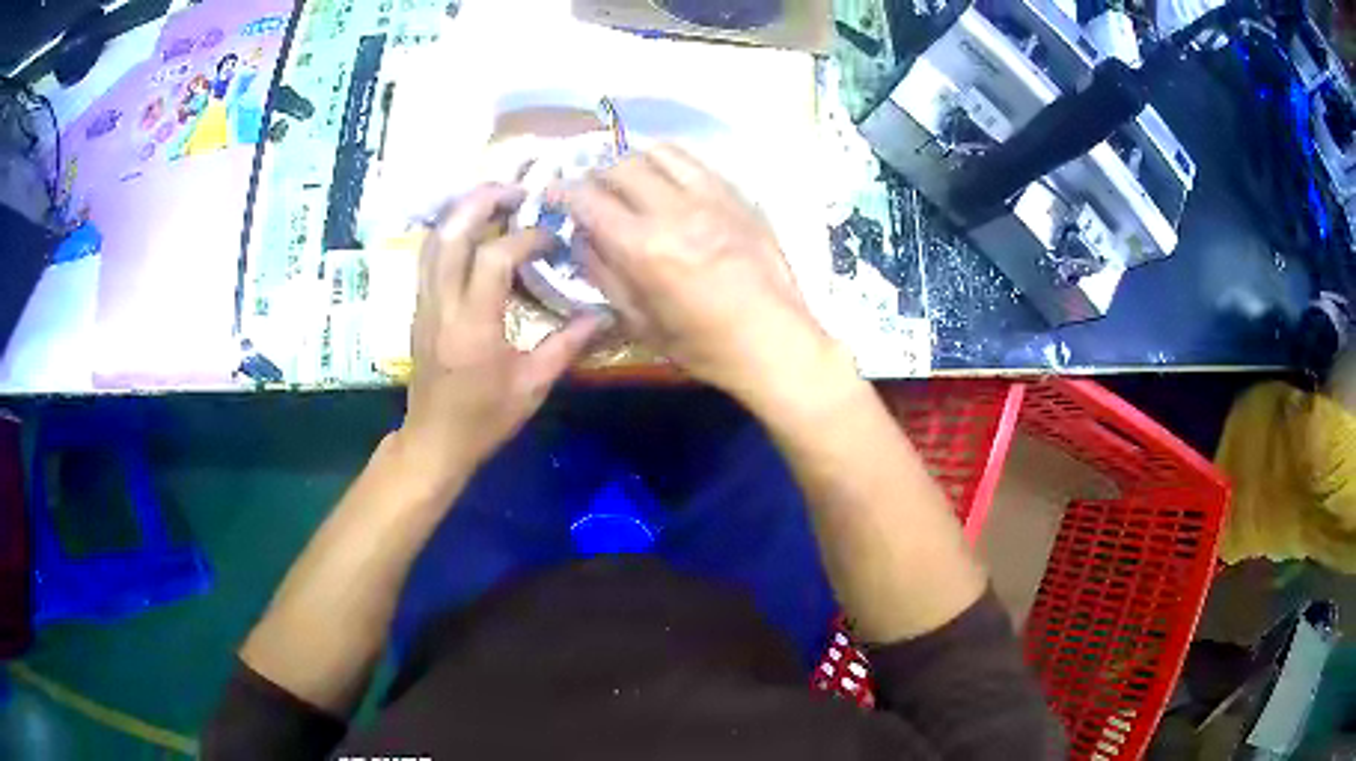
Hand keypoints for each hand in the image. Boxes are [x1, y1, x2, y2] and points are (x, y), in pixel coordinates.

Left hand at [391, 184, 601, 498]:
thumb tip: (605, 314)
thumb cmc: (484, 419)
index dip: (527, 237)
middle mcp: (443, 305)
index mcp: (473, 325)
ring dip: (463, 210)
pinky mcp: (419, 307)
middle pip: (452, 232)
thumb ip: (567, 345)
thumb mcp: (532, 386)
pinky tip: (474, 230)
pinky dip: (450, 231)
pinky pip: (429, 255)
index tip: (552, 238)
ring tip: (495, 200)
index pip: (495, 258)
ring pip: (434, 239)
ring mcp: (425, 303)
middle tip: (517, 190)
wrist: (434, 440)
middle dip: (482, 201)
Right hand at [552, 144, 849, 404]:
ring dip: (635, 161)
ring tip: (630, 181)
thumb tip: (581, 238)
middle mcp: (675, 210)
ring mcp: (712, 197)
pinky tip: (669, 182)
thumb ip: (604, 274)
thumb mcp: (641, 323)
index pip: (589, 200)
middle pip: (621, 165)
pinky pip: (696, 162)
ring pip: (660, 152)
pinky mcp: (739, 196)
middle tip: (593, 192)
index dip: (563, 193)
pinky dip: (671, 164)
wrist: (776, 342)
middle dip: (597, 174)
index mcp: (645, 248)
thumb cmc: (704, 346)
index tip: (554, 195)